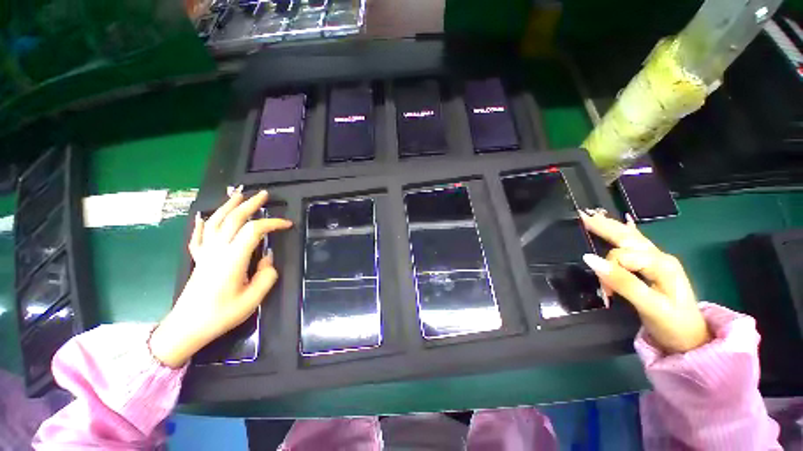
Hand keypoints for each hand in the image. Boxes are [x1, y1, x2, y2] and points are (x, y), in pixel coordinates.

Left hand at [149, 188, 292, 367]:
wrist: (186, 328)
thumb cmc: (221, 315)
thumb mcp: (253, 299)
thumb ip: (266, 276)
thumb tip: (267, 259)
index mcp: (232, 259)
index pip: (254, 230)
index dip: (272, 223)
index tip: (288, 225)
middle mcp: (217, 250)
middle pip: (233, 219)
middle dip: (250, 204)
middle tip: (264, 194)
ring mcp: (205, 253)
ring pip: (215, 222)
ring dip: (228, 206)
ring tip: (238, 195)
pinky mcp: (198, 259)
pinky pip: (198, 236)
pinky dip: (202, 223)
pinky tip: (203, 216)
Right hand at [580, 210, 710, 353]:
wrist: (692, 341)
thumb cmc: (672, 325)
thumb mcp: (648, 305)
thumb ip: (621, 281)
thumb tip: (589, 259)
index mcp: (660, 264)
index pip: (621, 255)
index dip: (607, 269)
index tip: (606, 292)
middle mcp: (659, 257)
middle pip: (627, 237)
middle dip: (604, 226)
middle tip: (582, 215)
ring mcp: (658, 261)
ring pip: (630, 238)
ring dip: (611, 226)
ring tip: (594, 216)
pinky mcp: (655, 267)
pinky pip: (637, 244)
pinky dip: (626, 232)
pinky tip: (625, 223)